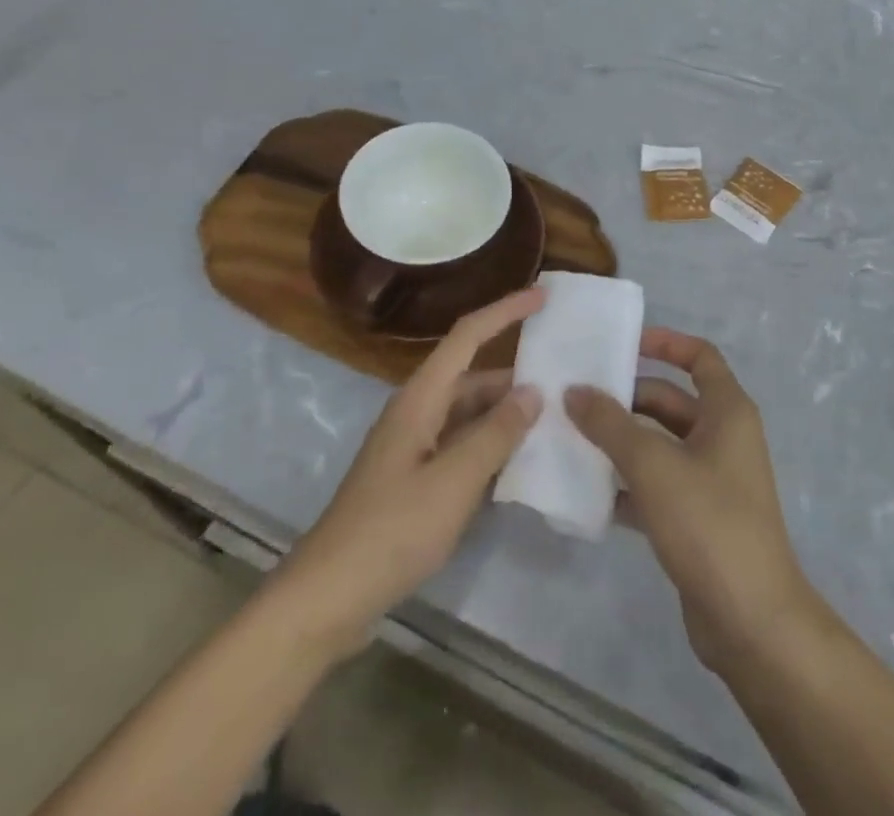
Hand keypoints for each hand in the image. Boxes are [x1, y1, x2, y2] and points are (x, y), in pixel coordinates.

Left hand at [273, 287, 545, 654]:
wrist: (329, 597)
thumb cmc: (392, 530)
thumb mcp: (454, 481)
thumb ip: (496, 434)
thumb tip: (533, 391)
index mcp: (421, 399)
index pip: (467, 336)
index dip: (505, 311)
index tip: (542, 297)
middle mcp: (417, 413)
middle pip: (472, 377)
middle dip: (515, 375)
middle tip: (565, 379)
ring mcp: (414, 448)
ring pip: (468, 415)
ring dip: (505, 415)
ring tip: (554, 422)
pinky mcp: (414, 481)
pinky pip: (461, 448)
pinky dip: (490, 448)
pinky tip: (520, 465)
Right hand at [565, 329, 814, 674]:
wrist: (752, 622)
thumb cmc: (708, 522)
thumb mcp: (653, 464)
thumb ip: (610, 424)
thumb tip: (574, 390)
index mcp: (727, 411)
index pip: (699, 356)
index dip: (664, 342)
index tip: (622, 344)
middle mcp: (723, 437)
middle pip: (670, 401)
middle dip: (626, 398)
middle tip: (576, 397)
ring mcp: (712, 481)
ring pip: (660, 445)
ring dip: (621, 442)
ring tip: (571, 439)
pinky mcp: (698, 519)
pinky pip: (657, 485)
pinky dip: (627, 484)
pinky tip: (588, 492)